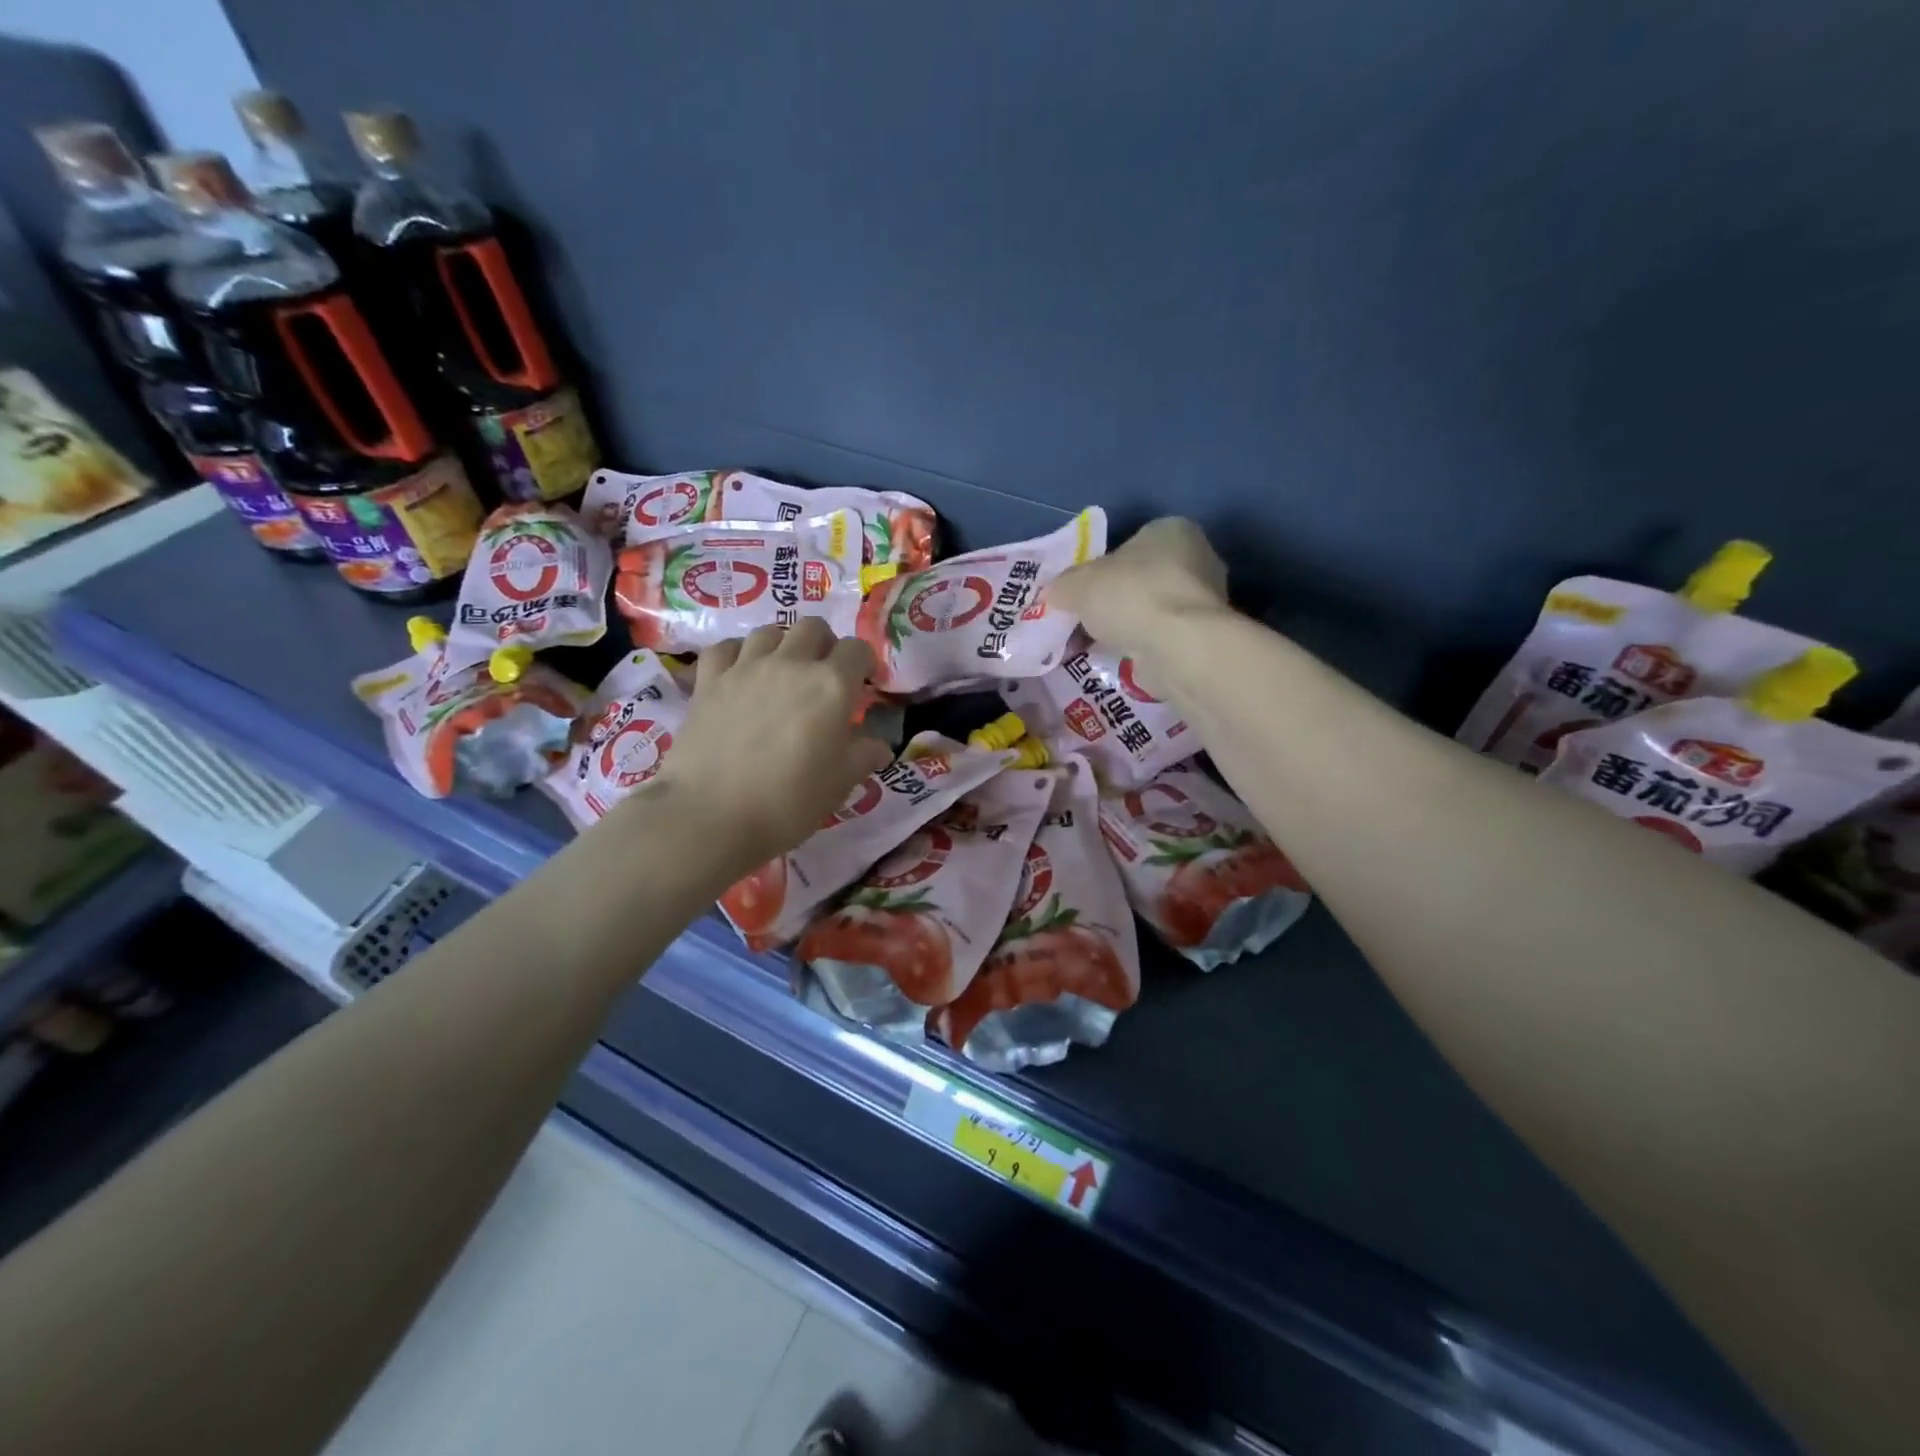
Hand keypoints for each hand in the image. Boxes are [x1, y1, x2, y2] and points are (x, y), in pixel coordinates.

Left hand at [652, 620, 893, 874]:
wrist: (712, 816)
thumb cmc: (789, 802)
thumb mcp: (841, 783)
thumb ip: (863, 756)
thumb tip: (878, 745)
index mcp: (831, 685)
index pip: (857, 650)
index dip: (863, 664)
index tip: (862, 685)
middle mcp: (791, 664)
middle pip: (813, 628)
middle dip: (824, 645)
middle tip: (822, 676)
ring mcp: (745, 668)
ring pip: (769, 632)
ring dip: (782, 645)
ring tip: (781, 672)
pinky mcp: (709, 681)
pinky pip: (724, 648)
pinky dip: (736, 654)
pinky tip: (739, 673)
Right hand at [1049, 517, 1228, 655]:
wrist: (1177, 646)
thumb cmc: (1130, 596)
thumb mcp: (1077, 584)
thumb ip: (1063, 585)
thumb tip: (1054, 594)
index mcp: (1171, 530)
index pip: (1131, 544)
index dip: (1101, 568)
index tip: (1081, 593)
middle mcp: (1197, 558)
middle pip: (1142, 578)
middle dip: (1114, 600)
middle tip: (1085, 621)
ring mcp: (1205, 600)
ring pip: (1152, 610)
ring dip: (1127, 626)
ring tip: (1098, 645)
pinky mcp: (1204, 635)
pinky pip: (1163, 636)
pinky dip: (1143, 646)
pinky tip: (1121, 659)